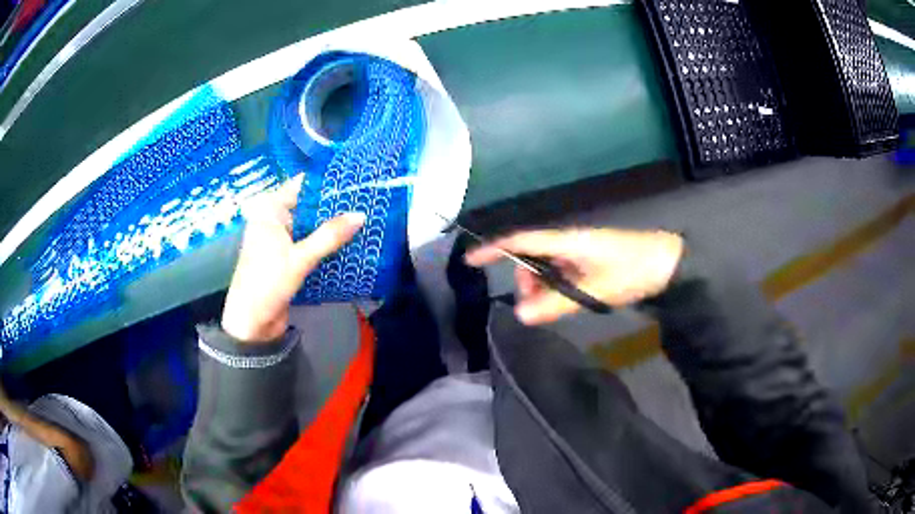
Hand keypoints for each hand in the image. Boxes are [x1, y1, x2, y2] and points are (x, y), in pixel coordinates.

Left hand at [221, 176, 364, 342]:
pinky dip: (327, 244)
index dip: (327, 181)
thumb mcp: (299, 258)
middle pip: (309, 205)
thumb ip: (329, 236)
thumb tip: (361, 214)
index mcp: (270, 211)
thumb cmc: (267, 283)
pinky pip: (310, 244)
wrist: (251, 324)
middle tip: (367, 200)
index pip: (302, 185)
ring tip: (365, 219)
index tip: (355, 179)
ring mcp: (281, 240)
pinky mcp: (288, 258)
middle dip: (335, 206)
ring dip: (333, 227)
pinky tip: (350, 243)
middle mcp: (275, 220)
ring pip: (312, 226)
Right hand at [465, 228, 683, 324]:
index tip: (469, 261)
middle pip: (531, 256)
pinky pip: (561, 272)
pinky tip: (567, 301)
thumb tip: (520, 314)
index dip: (493, 249)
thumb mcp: (594, 290)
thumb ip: (556, 303)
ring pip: (546, 267)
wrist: (667, 263)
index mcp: (566, 240)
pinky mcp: (588, 260)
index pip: (521, 241)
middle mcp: (567, 242)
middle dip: (525, 280)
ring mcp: (578, 251)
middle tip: (534, 307)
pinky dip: (556, 287)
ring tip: (555, 308)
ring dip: (542, 287)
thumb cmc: (632, 270)